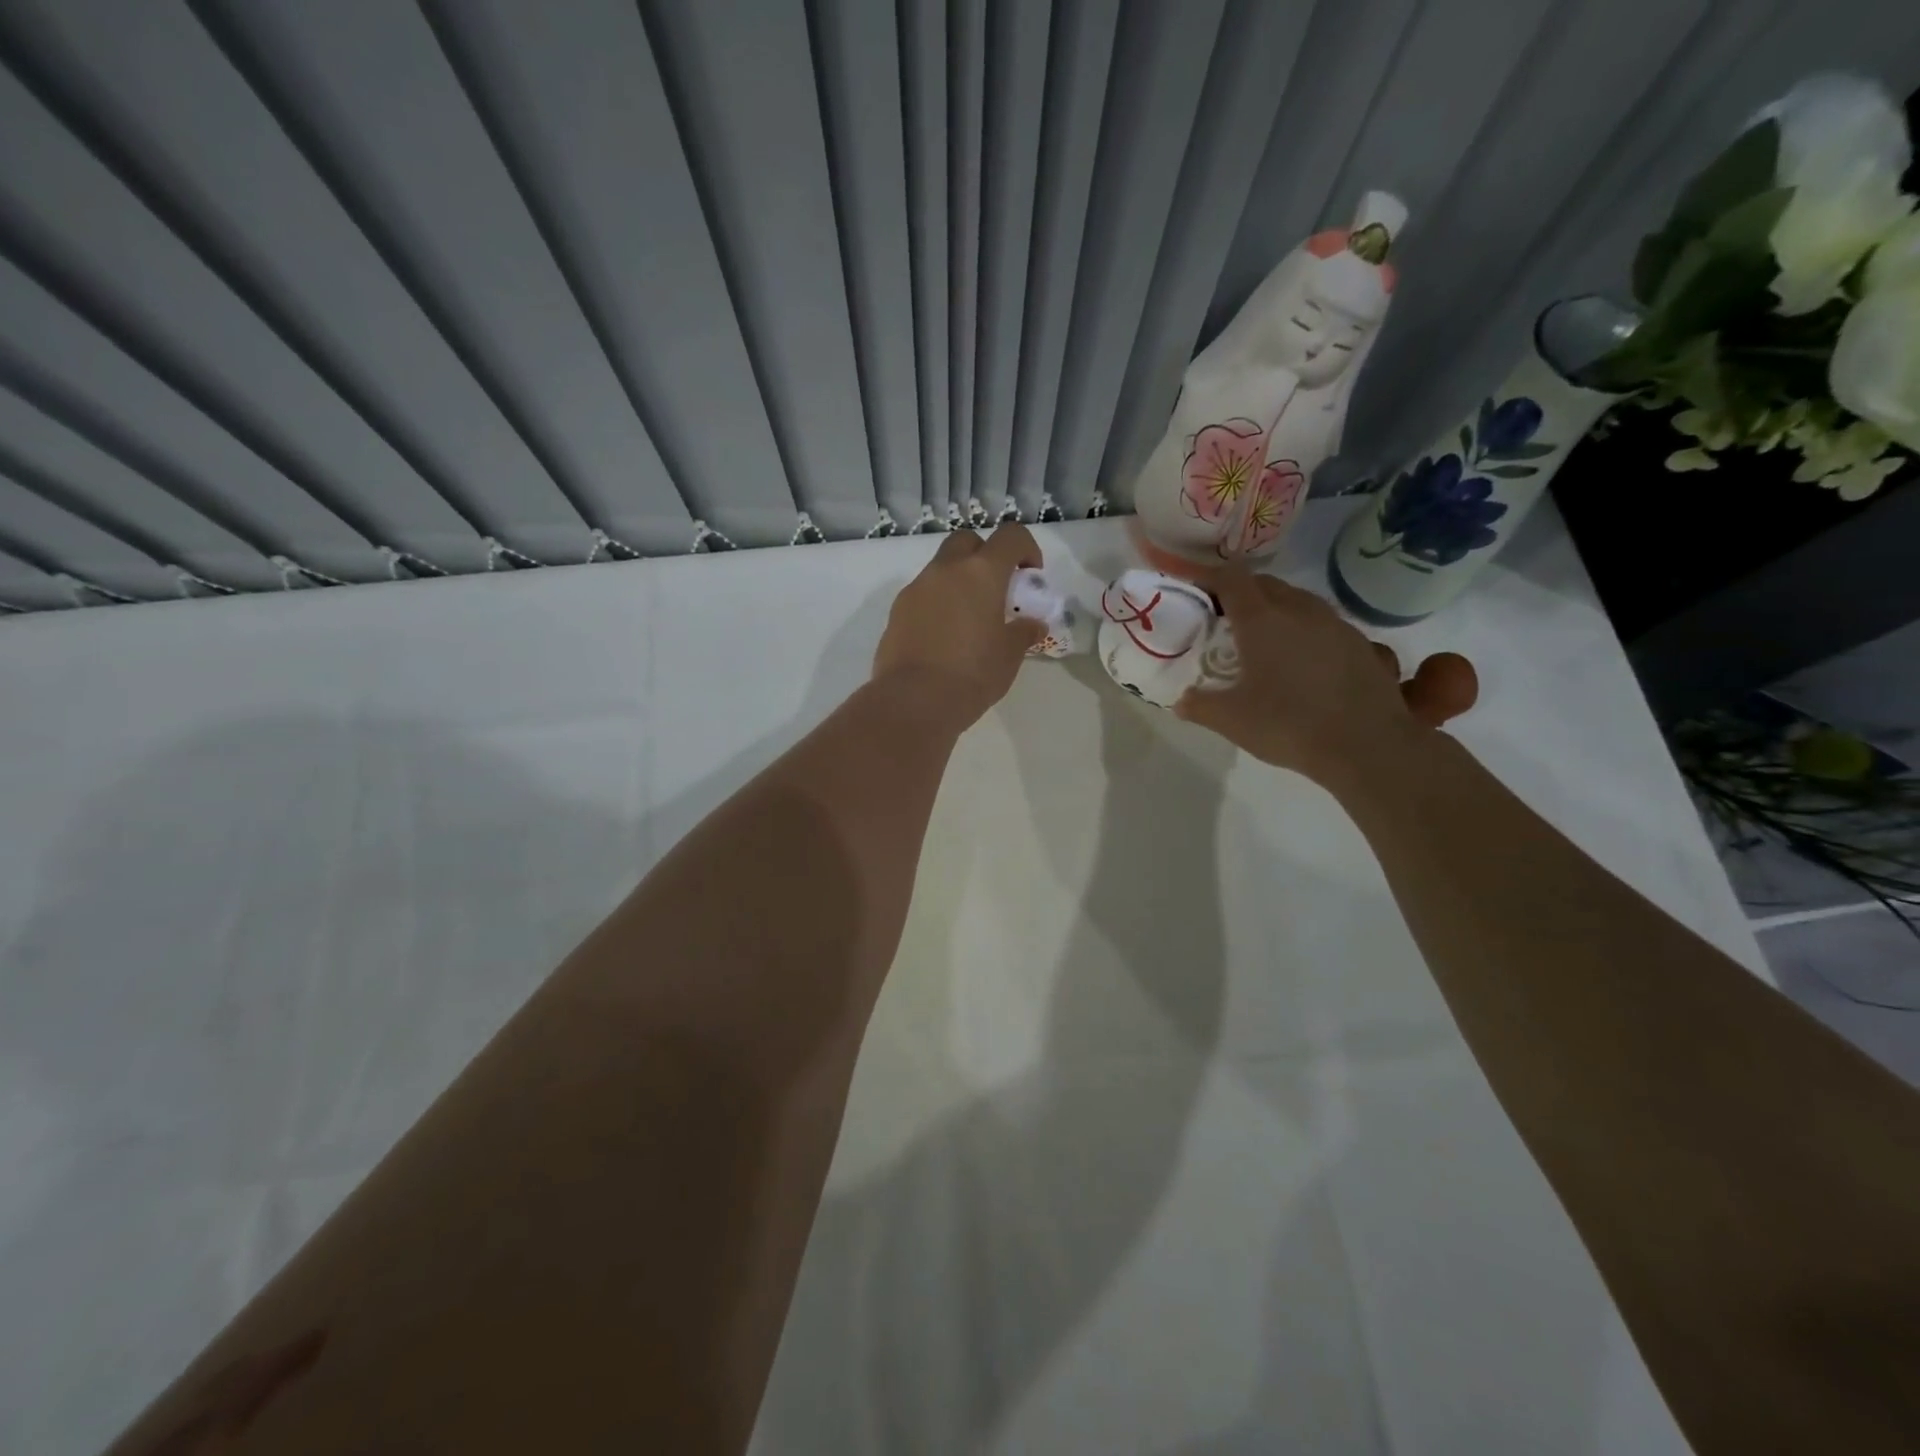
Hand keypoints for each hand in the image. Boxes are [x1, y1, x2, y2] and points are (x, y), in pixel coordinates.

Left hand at [872, 524, 1046, 727]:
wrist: (913, 701)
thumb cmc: (972, 674)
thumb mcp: (1009, 656)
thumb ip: (1024, 633)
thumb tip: (1033, 625)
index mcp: (981, 573)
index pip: (1010, 536)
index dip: (1026, 549)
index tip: (1030, 577)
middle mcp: (945, 570)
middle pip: (967, 541)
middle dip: (985, 556)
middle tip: (996, 591)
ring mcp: (916, 588)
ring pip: (941, 568)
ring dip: (958, 581)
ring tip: (969, 619)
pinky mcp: (896, 611)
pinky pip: (923, 594)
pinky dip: (937, 603)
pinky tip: (944, 637)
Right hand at [1175, 567, 1477, 788]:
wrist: (1367, 747)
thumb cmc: (1288, 725)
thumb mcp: (1230, 720)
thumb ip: (1200, 705)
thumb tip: (1181, 700)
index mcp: (1261, 620)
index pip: (1231, 578)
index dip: (1208, 576)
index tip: (1193, 586)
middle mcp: (1299, 611)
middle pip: (1265, 584)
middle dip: (1240, 592)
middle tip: (1221, 616)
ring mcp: (1335, 624)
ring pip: (1297, 600)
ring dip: (1273, 608)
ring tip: (1260, 635)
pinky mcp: (1360, 644)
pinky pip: (1322, 622)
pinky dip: (1302, 628)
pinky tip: (1299, 658)